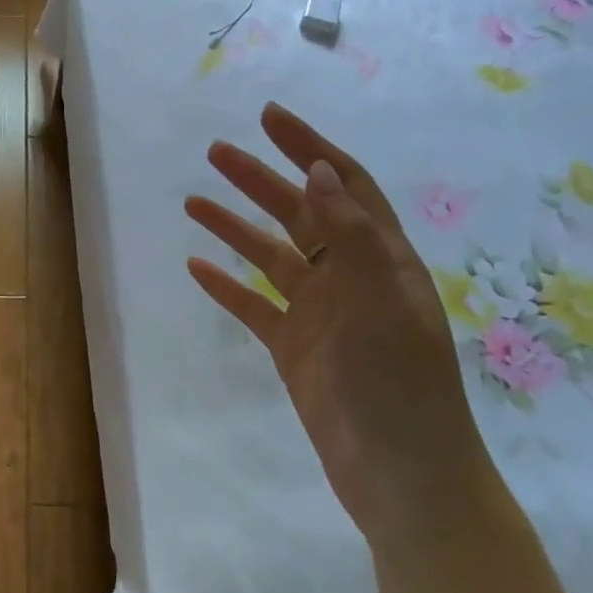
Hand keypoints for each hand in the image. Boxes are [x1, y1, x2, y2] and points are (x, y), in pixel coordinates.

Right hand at [184, 103, 499, 550]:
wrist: (400, 474)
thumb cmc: (399, 383)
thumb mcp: (380, 301)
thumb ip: (350, 235)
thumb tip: (317, 171)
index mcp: (381, 259)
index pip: (343, 185)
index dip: (308, 148)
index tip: (268, 118)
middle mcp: (350, 277)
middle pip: (299, 213)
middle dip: (260, 179)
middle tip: (215, 152)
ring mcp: (320, 314)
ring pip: (270, 257)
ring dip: (234, 227)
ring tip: (193, 201)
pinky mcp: (293, 348)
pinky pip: (253, 306)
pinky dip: (226, 285)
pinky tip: (196, 267)